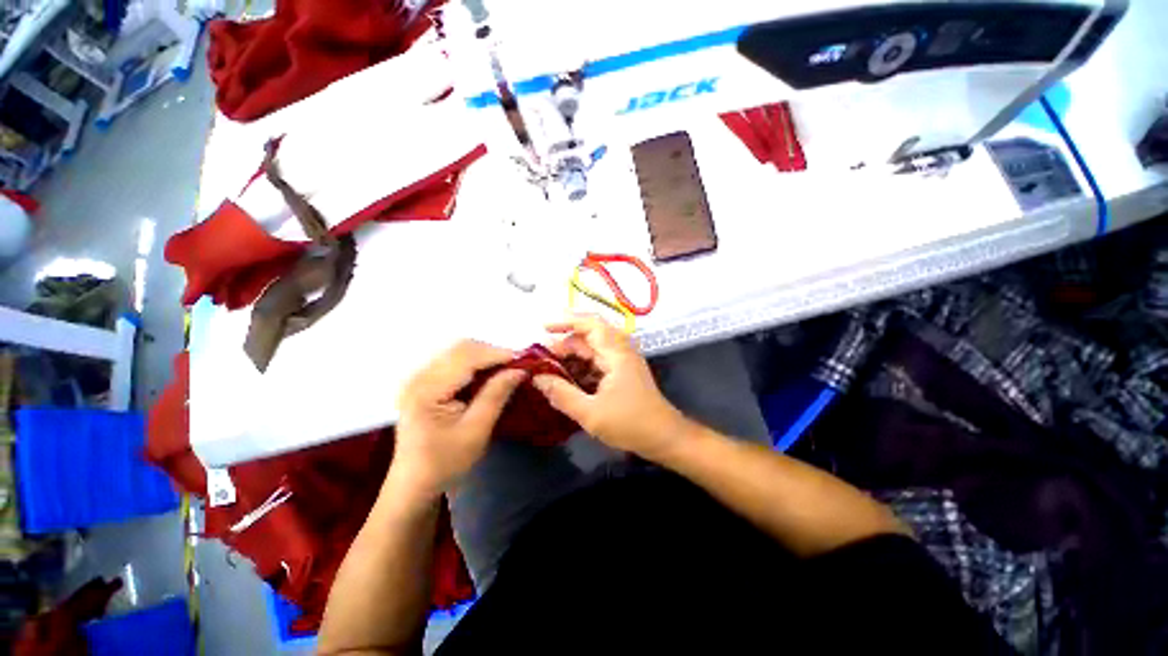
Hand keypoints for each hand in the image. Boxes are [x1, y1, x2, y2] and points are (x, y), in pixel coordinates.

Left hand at [391, 340, 526, 499]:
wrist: (414, 484)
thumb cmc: (445, 462)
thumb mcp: (476, 431)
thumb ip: (496, 395)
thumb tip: (520, 370)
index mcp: (426, 390)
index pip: (467, 358)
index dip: (498, 354)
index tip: (525, 360)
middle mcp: (418, 376)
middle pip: (461, 348)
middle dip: (493, 352)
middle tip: (517, 365)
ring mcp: (419, 377)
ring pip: (459, 351)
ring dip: (485, 356)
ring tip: (506, 368)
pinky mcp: (423, 381)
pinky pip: (454, 360)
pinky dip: (475, 362)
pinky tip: (488, 374)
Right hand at [533, 316, 690, 460]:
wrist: (664, 438)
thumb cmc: (630, 424)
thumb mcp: (590, 413)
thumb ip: (561, 394)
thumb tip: (537, 378)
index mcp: (616, 354)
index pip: (590, 325)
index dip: (566, 322)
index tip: (543, 328)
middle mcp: (620, 352)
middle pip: (589, 338)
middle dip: (564, 345)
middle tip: (541, 358)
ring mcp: (622, 362)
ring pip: (592, 351)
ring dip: (572, 358)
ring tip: (550, 369)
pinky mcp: (622, 374)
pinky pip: (598, 363)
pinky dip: (582, 368)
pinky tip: (568, 380)